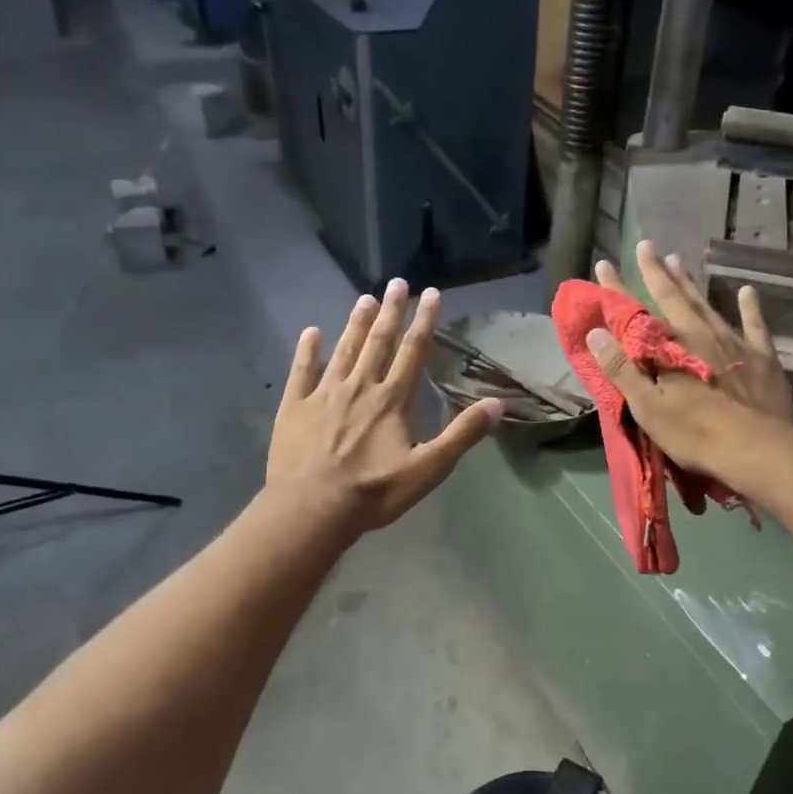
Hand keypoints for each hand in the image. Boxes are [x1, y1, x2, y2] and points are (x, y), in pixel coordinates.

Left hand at [267, 280, 501, 531]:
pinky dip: (307, 350)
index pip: (413, 352)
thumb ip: (462, 435)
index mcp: (392, 400)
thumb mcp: (429, 470)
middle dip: (391, 311)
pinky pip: (302, 371)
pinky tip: (311, 332)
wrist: (312, 510)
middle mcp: (360, 387)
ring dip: (356, 324)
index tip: (431, 293)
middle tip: (398, 283)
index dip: (424, 321)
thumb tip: (497, 404)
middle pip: (379, 343)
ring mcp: (324, 395)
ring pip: (344, 350)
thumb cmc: (374, 492)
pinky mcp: (295, 407)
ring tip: (365, 298)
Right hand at [588, 240, 792, 487]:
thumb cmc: (695, 433)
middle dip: (657, 272)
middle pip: (674, 297)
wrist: (758, 449)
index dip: (617, 289)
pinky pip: (755, 325)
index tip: (603, 264)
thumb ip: (622, 369)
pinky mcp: (763, 358)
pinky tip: (747, 291)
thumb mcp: (648, 407)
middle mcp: (701, 334)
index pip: (636, 312)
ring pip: (708, 304)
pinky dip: (750, 307)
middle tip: (646, 245)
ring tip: (679, 261)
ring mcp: (734, 343)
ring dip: (691, 283)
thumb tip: (596, 332)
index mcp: (671, 347)